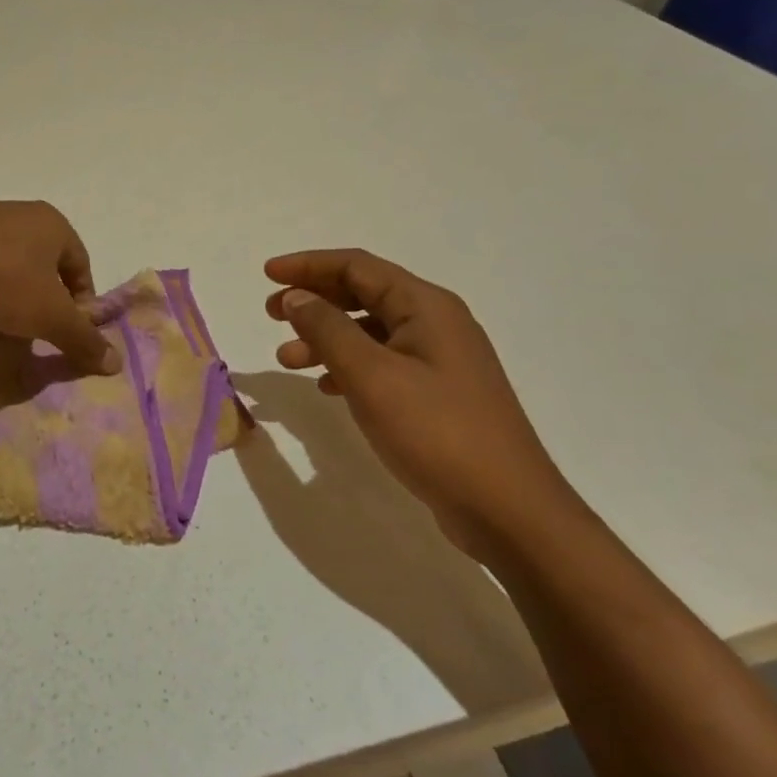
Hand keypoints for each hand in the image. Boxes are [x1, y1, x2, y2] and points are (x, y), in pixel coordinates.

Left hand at [0, 201, 118, 375]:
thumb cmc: (6, 283)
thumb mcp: (52, 317)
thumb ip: (84, 339)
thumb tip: (116, 363)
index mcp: (52, 222)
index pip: (81, 263)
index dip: (81, 300)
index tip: (71, 328)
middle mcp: (21, 213)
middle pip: (46, 263)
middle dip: (46, 297)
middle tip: (40, 328)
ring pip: (12, 263)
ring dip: (15, 293)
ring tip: (7, 324)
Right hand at [264, 249, 575, 560]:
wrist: (508, 510)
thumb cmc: (436, 432)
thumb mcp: (371, 376)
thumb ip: (327, 330)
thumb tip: (297, 296)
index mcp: (426, 306)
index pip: (357, 267)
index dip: (308, 265)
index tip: (267, 274)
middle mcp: (436, 323)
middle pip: (364, 294)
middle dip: (314, 299)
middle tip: (271, 314)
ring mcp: (440, 360)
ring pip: (370, 331)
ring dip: (325, 337)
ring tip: (286, 358)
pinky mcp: (439, 394)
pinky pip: (383, 363)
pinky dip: (348, 366)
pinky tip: (326, 386)